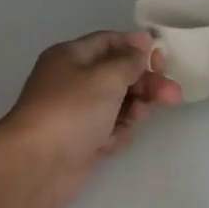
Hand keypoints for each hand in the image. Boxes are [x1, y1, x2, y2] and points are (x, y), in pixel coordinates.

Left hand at [0, 31, 182, 207]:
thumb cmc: (71, 111)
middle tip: (171, 94)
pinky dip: (116, 134)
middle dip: (145, 82)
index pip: (109, 42)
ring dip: (134, 109)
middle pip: (118, 74)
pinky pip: (109, 130)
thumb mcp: (105, 78)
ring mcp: (77, 113)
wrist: (36, 165)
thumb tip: (142, 42)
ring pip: (117, 104)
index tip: (163, 58)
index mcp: (71, 57)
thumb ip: (130, 61)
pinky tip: (112, 142)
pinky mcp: (82, 141)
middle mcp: (73, 81)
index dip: (137, 47)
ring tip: (139, 117)